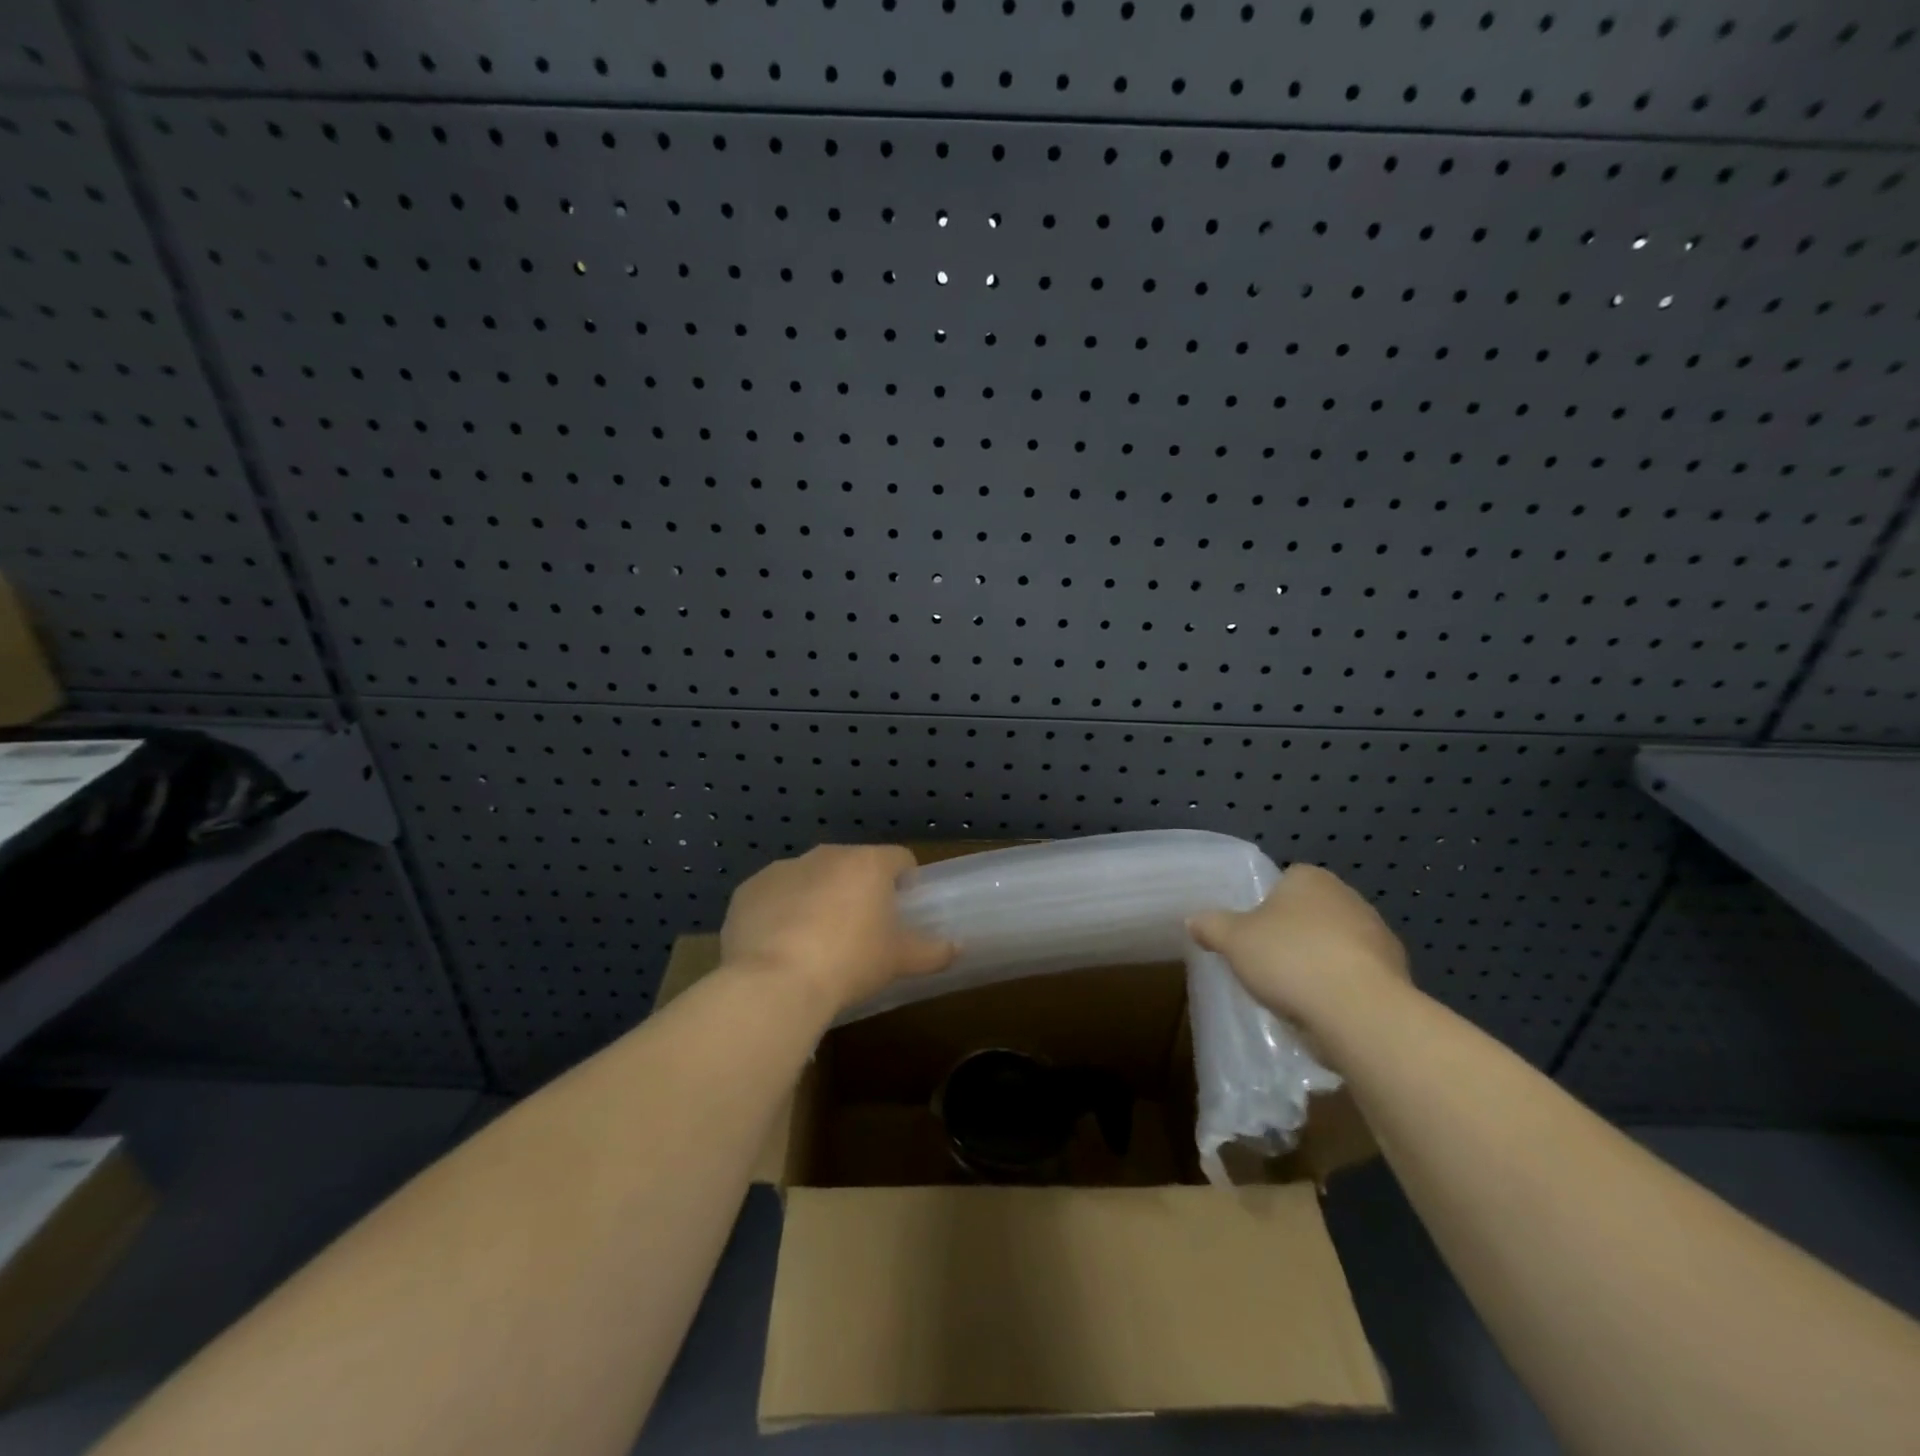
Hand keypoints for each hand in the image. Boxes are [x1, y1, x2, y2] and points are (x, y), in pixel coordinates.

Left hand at [720, 845, 955, 1015]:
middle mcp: (825, 855)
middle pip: (852, 866)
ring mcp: (783, 869)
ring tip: (816, 942)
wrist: (775, 982)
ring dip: (817, 898)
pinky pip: (773, 896)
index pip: (899, 859)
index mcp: (867, 863)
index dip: (905, 882)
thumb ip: (932, 951)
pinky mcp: (748, 890)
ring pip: (810, 878)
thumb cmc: (850, 963)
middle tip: (860, 930)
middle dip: (858, 890)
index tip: (903, 910)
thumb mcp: (898, 961)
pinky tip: (779, 946)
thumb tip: (957, 948)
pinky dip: (780, 912)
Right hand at [1188, 864, 1409, 1029]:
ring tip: (1295, 992)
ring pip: (1337, 944)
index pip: (1286, 880)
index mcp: (1310, 878)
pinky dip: (1341, 988)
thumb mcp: (1232, 940)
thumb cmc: (1290, 959)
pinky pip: (1356, 975)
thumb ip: (1212, 926)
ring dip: (1320, 962)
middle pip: (1312, 912)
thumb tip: (1193, 920)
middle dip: (1294, 934)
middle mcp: (1349, 898)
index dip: (1267, 905)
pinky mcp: (1396, 975)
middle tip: (1268, 961)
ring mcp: (1378, 936)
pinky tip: (1323, 1010)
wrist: (1359, 1012)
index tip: (1253, 932)